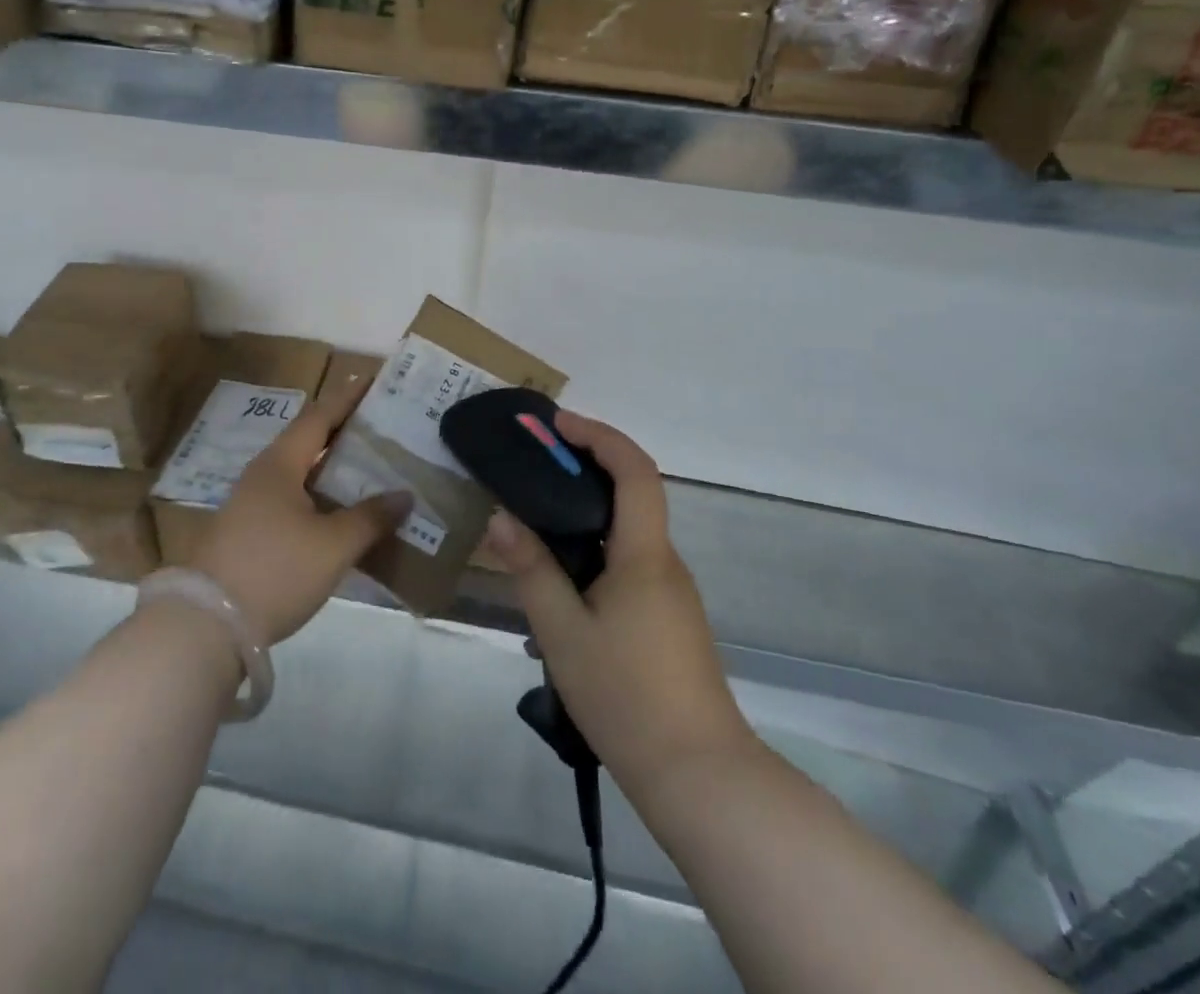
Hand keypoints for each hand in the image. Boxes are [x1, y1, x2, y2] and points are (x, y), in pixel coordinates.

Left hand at [190, 377, 408, 646]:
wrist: (207, 624)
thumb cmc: (275, 570)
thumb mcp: (333, 546)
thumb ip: (370, 518)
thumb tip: (404, 495)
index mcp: (280, 464)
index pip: (319, 417)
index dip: (347, 399)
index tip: (373, 381)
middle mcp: (263, 475)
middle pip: (309, 442)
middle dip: (345, 433)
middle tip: (383, 429)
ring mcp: (251, 505)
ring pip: (301, 474)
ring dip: (333, 470)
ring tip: (371, 469)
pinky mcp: (249, 533)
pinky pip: (293, 501)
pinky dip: (321, 497)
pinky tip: (342, 514)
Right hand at [480, 411, 755, 799]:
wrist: (698, 775)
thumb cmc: (626, 696)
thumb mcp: (562, 631)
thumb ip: (531, 569)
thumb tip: (501, 518)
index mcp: (644, 555)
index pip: (635, 471)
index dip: (599, 435)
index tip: (557, 424)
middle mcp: (664, 562)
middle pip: (633, 492)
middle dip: (586, 464)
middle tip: (534, 462)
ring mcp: (671, 591)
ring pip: (629, 529)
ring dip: (588, 506)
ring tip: (535, 514)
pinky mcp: (668, 617)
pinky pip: (630, 558)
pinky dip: (596, 542)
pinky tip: (562, 573)